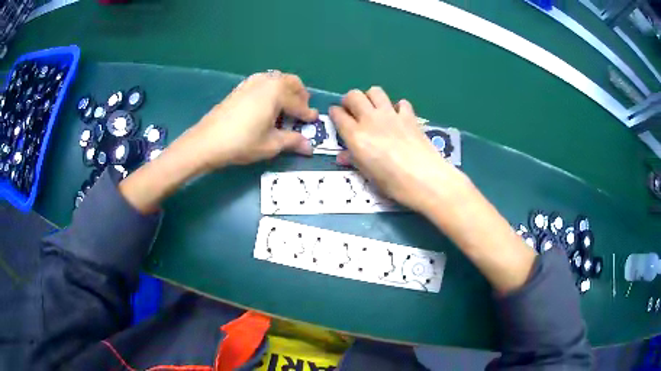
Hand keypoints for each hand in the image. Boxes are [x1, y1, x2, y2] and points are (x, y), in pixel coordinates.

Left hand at [171, 71, 317, 170]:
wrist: (207, 141)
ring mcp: (252, 82)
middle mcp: (267, 81)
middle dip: (300, 96)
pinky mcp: (240, 87)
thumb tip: (309, 147)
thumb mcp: (271, 144)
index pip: (298, 103)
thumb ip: (292, 141)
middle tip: (302, 111)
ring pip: (277, 80)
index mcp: (277, 92)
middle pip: (291, 82)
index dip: (307, 114)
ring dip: (286, 91)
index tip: (314, 120)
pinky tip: (266, 106)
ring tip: (286, 107)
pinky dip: (271, 91)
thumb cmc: (242, 142)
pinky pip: (263, 83)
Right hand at [330, 87, 462, 212]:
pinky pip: (400, 103)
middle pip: (354, 95)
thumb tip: (343, 156)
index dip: (335, 113)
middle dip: (350, 100)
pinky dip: (397, 107)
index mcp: (356, 135)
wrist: (425, 179)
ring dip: (371, 97)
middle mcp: (370, 119)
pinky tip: (399, 118)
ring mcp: (391, 115)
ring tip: (374, 109)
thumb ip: (354, 160)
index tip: (337, 116)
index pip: (338, 114)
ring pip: (375, 91)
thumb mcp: (368, 175)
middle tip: (353, 111)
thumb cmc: (393, 183)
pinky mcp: (409, 116)